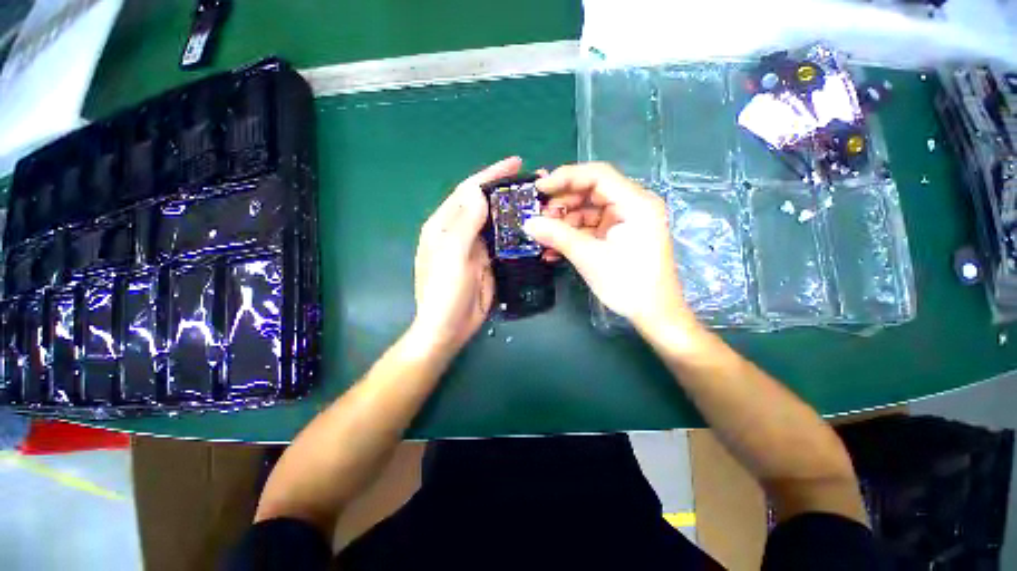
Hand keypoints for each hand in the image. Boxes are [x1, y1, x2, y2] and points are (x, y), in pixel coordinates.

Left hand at [412, 157, 521, 353]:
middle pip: (484, 204)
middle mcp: (459, 232)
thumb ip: (465, 223)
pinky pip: (504, 242)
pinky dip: (516, 233)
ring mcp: (476, 248)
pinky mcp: (488, 262)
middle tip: (535, 183)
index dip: (491, 175)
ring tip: (538, 202)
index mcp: (444, 225)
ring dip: (514, 211)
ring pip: (496, 223)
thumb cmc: (444, 292)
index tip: (516, 163)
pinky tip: (532, 228)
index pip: (468, 192)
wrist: (449, 327)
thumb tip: (479, 193)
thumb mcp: (452, 255)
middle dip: (507, 191)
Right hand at [524, 163, 694, 331]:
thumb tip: (527, 223)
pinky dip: (573, 235)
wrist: (654, 314)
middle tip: (539, 216)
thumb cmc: (628, 284)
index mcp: (635, 203)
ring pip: (588, 210)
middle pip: (592, 191)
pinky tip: (554, 249)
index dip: (565, 177)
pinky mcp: (618, 236)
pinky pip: (591, 227)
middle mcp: (633, 206)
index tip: (539, 189)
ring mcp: (625, 221)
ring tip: (544, 236)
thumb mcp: (589, 257)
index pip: (597, 175)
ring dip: (564, 222)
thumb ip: (557, 236)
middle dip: (563, 204)